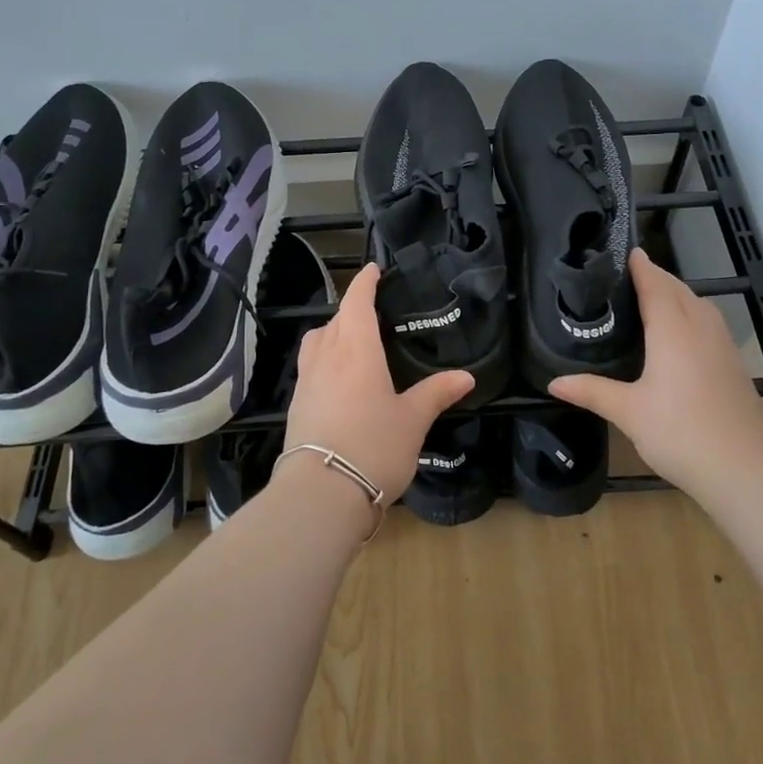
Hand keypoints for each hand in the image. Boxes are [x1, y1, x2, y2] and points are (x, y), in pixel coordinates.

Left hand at [283, 263, 474, 503]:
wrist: (321, 493)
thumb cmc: (373, 446)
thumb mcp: (413, 420)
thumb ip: (436, 393)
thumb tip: (466, 376)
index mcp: (356, 350)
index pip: (356, 302)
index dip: (364, 282)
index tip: (373, 270)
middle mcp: (327, 357)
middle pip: (334, 320)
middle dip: (350, 310)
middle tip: (372, 313)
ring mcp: (306, 381)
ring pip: (316, 342)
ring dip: (331, 333)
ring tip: (352, 344)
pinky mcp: (296, 405)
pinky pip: (310, 368)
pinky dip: (323, 360)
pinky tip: (338, 381)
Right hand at [550, 248, 762, 498]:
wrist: (745, 470)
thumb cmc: (680, 433)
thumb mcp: (628, 412)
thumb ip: (592, 391)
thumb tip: (554, 382)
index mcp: (673, 329)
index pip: (656, 284)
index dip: (641, 266)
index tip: (625, 251)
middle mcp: (701, 328)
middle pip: (679, 289)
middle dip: (657, 277)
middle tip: (628, 276)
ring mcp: (723, 345)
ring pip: (700, 305)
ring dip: (677, 294)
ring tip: (652, 300)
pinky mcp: (734, 364)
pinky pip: (710, 324)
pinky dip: (692, 315)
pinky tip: (681, 336)